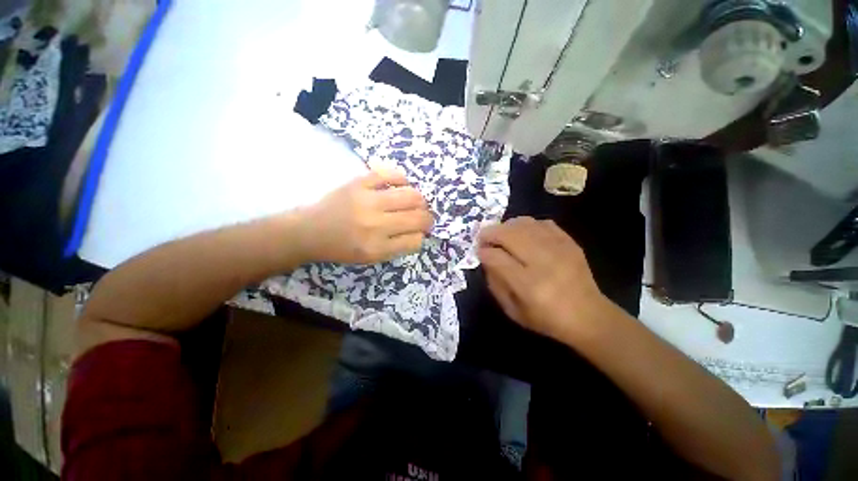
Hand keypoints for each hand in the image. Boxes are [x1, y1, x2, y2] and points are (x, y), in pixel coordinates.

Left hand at [300, 167, 432, 263]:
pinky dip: (402, 179)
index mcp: (377, 248)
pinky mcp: (359, 183)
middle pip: (418, 218)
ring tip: (416, 202)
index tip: (419, 232)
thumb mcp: (370, 258)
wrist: (310, 231)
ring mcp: (368, 201)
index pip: (415, 240)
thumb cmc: (341, 248)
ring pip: (411, 196)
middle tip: (424, 217)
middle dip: (428, 219)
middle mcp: (375, 225)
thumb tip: (419, 232)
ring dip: (420, 201)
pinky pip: (391, 175)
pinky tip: (401, 185)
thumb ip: (397, 247)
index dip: (421, 235)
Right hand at [477, 217, 616, 343]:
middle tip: (484, 238)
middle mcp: (544, 262)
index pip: (497, 258)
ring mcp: (559, 249)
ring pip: (525, 224)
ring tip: (501, 234)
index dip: (483, 252)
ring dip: (506, 226)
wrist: (589, 316)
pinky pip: (542, 223)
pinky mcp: (570, 242)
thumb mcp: (512, 310)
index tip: (479, 252)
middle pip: (509, 234)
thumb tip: (486, 258)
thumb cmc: (546, 318)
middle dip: (490, 233)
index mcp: (529, 285)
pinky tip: (523, 234)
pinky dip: (527, 225)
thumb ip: (495, 283)